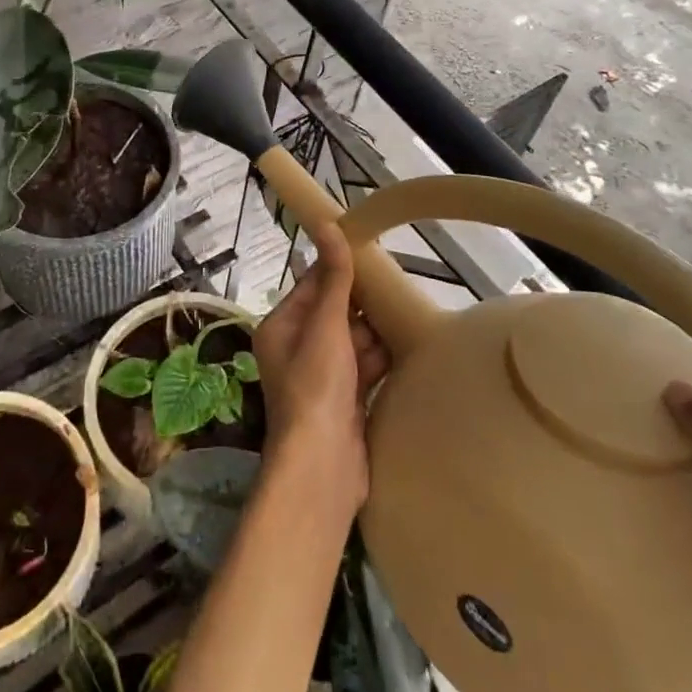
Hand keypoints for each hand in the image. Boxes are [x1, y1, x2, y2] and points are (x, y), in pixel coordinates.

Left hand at [253, 224, 389, 511]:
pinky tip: (409, 345)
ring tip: (409, 311)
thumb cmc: (317, 386)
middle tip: (399, 283)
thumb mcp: (325, 325)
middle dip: (364, 303)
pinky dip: (382, 359)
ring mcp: (323, 377)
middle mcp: (298, 349)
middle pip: (335, 313)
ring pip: (354, 341)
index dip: (339, 269)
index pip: (312, 286)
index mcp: (282, 327)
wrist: (324, 467)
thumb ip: (333, 278)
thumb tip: (327, 224)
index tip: (372, 253)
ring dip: (377, 331)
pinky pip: (366, 368)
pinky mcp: (346, 401)